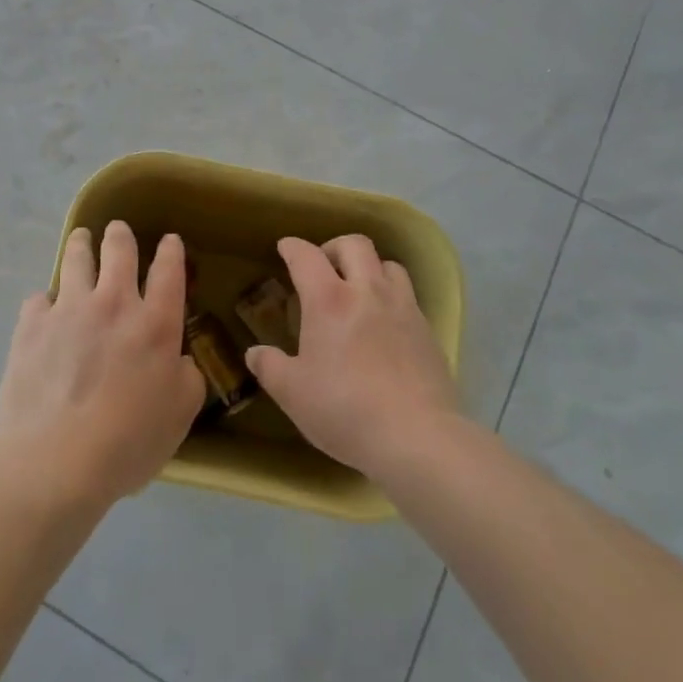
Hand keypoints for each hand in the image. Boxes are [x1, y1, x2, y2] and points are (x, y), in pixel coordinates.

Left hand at [0, 221, 203, 502]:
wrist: (57, 460)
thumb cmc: (129, 441)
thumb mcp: (180, 414)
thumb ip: (186, 377)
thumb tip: (178, 360)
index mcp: (156, 322)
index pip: (169, 270)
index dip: (171, 250)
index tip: (170, 241)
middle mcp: (114, 303)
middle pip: (119, 249)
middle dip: (120, 235)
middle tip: (118, 230)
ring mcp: (69, 309)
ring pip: (76, 259)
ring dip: (81, 244)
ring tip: (81, 239)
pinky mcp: (32, 325)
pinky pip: (39, 298)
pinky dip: (45, 301)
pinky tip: (44, 311)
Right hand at [245, 235, 462, 477]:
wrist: (417, 437)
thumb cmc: (345, 410)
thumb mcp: (293, 394)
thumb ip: (270, 367)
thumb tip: (254, 353)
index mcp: (328, 300)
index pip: (306, 256)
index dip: (292, 247)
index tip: (285, 248)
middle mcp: (367, 291)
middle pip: (354, 244)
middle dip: (334, 247)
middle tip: (323, 267)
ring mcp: (402, 307)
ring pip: (388, 264)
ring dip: (369, 267)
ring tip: (358, 290)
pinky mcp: (427, 330)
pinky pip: (408, 296)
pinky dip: (391, 297)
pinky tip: (384, 324)